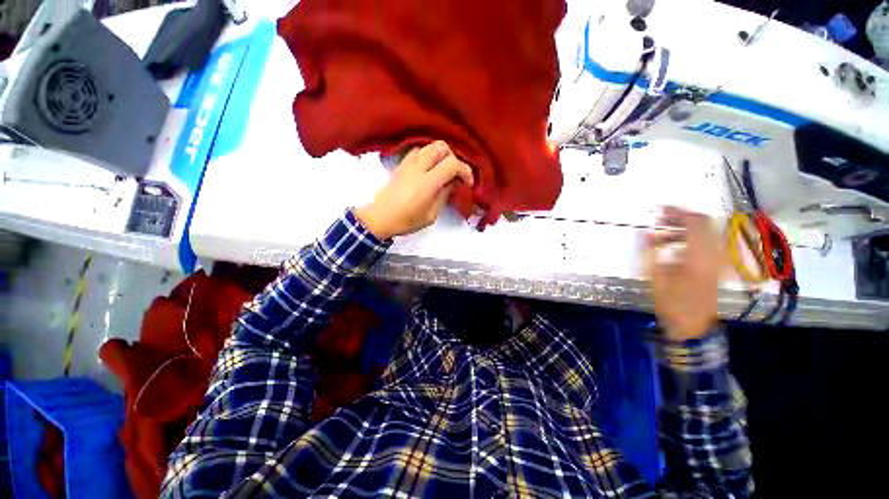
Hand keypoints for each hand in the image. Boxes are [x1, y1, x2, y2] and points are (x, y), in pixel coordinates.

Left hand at [356, 141, 473, 239]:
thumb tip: (452, 184)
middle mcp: (418, 168)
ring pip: (428, 146)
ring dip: (440, 154)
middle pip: (441, 147)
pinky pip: (416, 151)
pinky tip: (427, 167)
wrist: (379, 218)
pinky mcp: (400, 165)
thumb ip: (443, 196)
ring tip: (442, 169)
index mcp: (428, 183)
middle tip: (455, 173)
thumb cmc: (406, 221)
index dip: (465, 170)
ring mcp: (407, 164)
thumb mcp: (430, 215)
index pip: (452, 164)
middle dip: (453, 157)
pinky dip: (426, 155)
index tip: (467, 183)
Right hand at [645, 207, 721, 340]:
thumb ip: (651, 253)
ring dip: (682, 229)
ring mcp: (717, 260)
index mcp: (700, 256)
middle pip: (703, 224)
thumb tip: (645, 233)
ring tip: (660, 235)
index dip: (679, 211)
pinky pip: (705, 244)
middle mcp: (714, 254)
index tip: (660, 208)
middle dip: (681, 218)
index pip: (696, 222)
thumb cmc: (672, 303)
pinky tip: (672, 247)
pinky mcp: (716, 266)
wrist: (693, 326)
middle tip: (660, 218)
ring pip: (704, 233)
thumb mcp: (656, 279)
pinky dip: (688, 240)